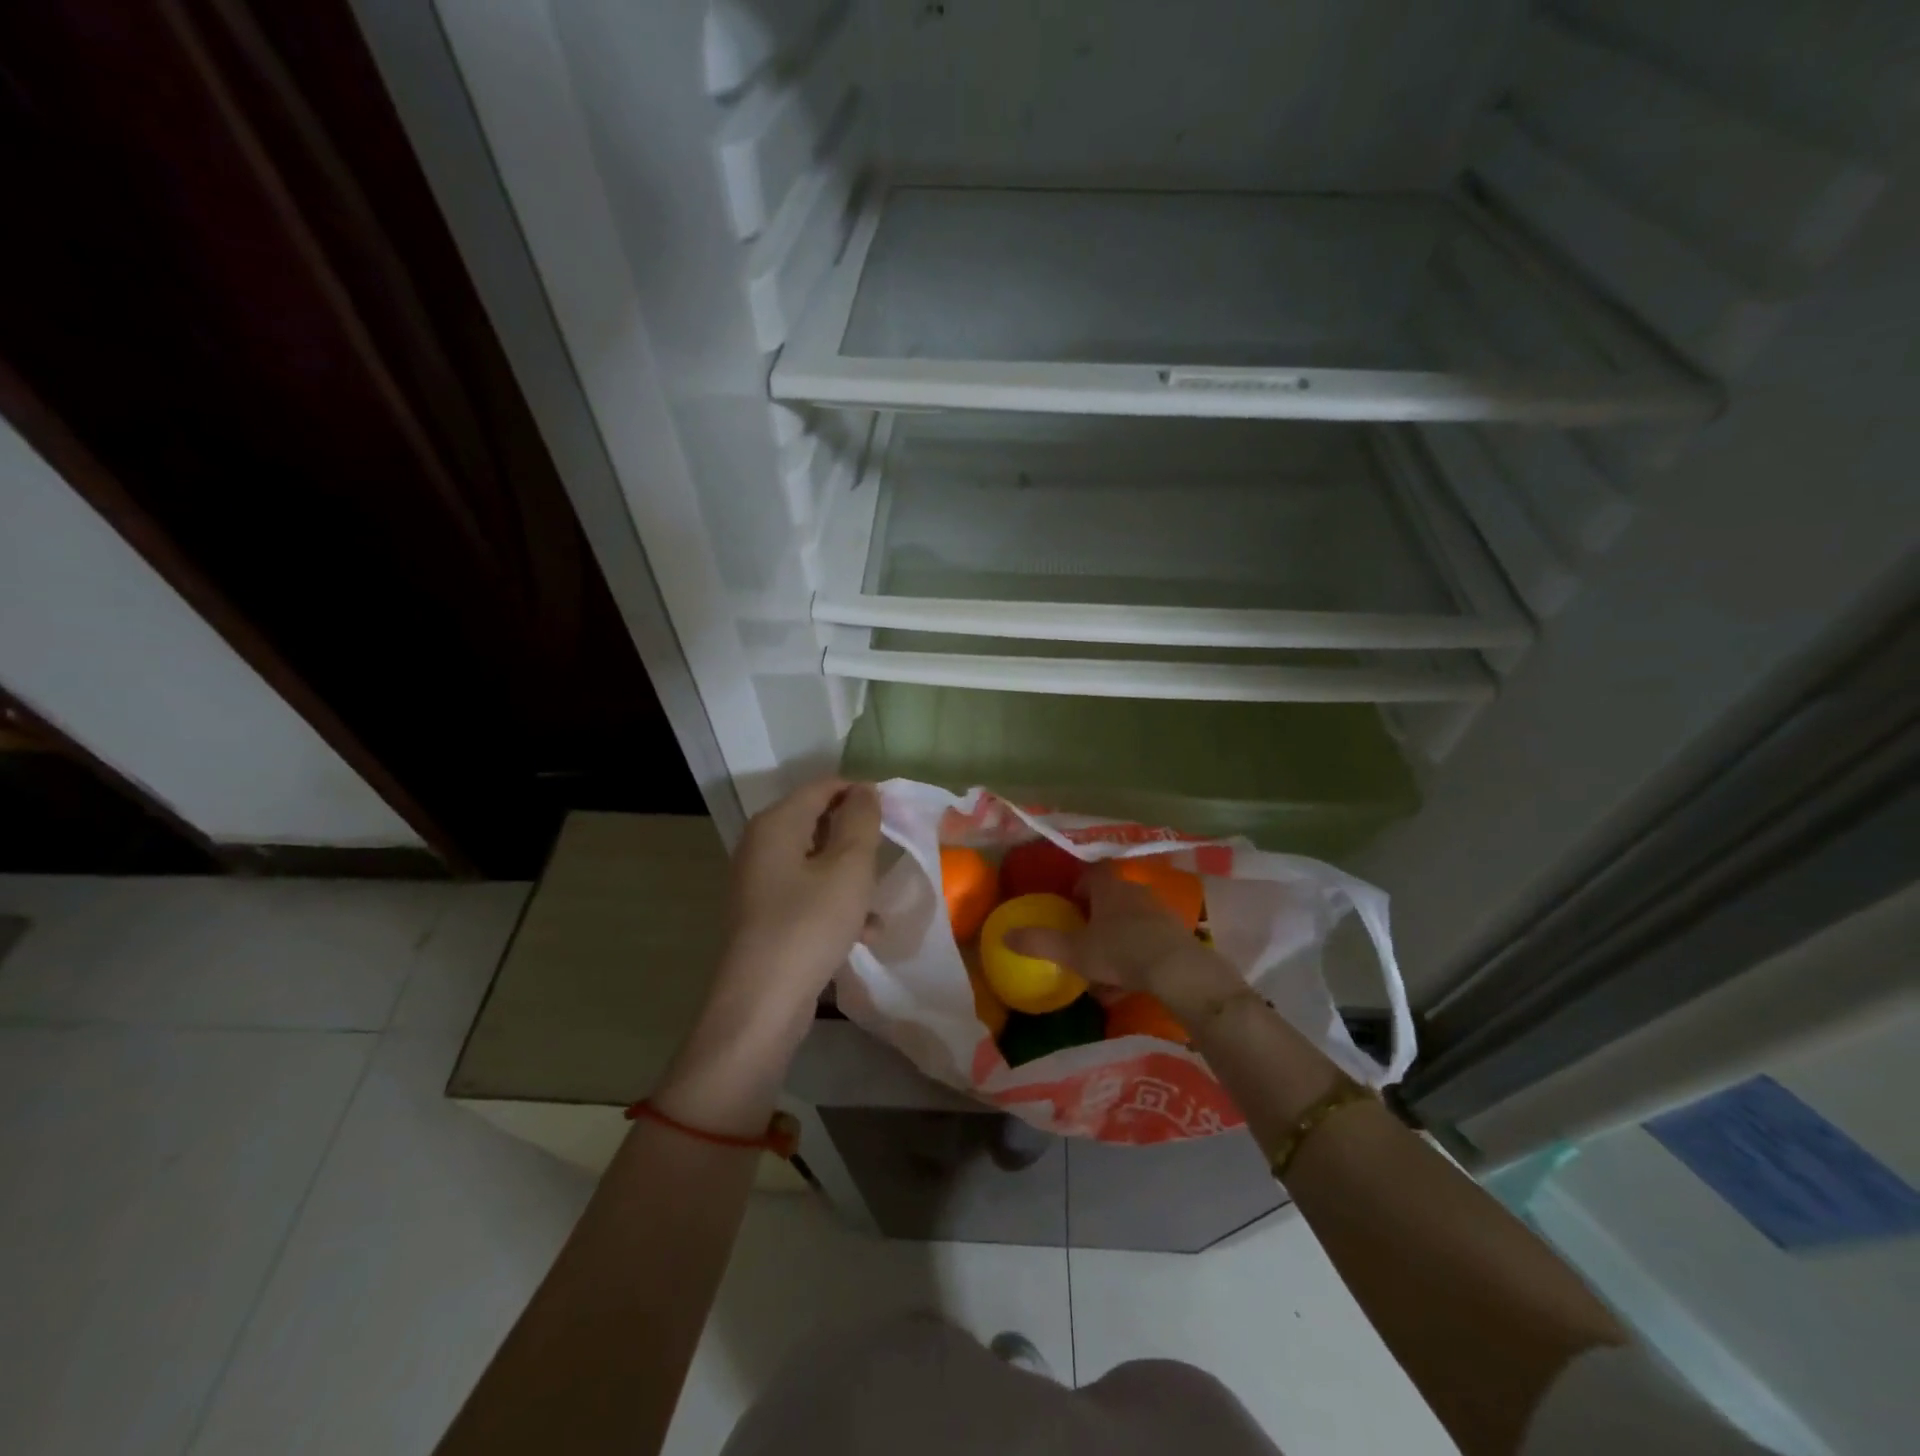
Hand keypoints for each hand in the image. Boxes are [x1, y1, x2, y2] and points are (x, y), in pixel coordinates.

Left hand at [653, 780, 881, 1137]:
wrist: (761, 1003)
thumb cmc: (810, 925)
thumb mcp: (849, 868)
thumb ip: (861, 821)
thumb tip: (864, 791)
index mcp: (776, 823)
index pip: (823, 786)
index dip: (860, 793)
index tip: (895, 814)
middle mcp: (761, 845)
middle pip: (817, 821)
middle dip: (856, 835)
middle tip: (890, 853)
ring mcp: (759, 882)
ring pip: (816, 860)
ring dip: (850, 873)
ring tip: (879, 896)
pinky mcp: (764, 915)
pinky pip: (807, 892)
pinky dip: (835, 902)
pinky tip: (865, 931)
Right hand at [1007, 865, 1239, 1020]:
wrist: (1178, 970)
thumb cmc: (1119, 951)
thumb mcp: (1074, 951)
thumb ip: (1039, 942)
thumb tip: (1004, 936)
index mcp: (1109, 887)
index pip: (1092, 872)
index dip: (1079, 884)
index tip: (1069, 903)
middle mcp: (1135, 891)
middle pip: (1112, 895)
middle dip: (1097, 913)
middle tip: (1083, 935)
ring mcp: (1159, 912)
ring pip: (1131, 920)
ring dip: (1117, 936)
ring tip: (1103, 966)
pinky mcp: (1176, 934)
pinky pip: (1149, 939)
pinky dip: (1136, 954)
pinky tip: (1128, 983)